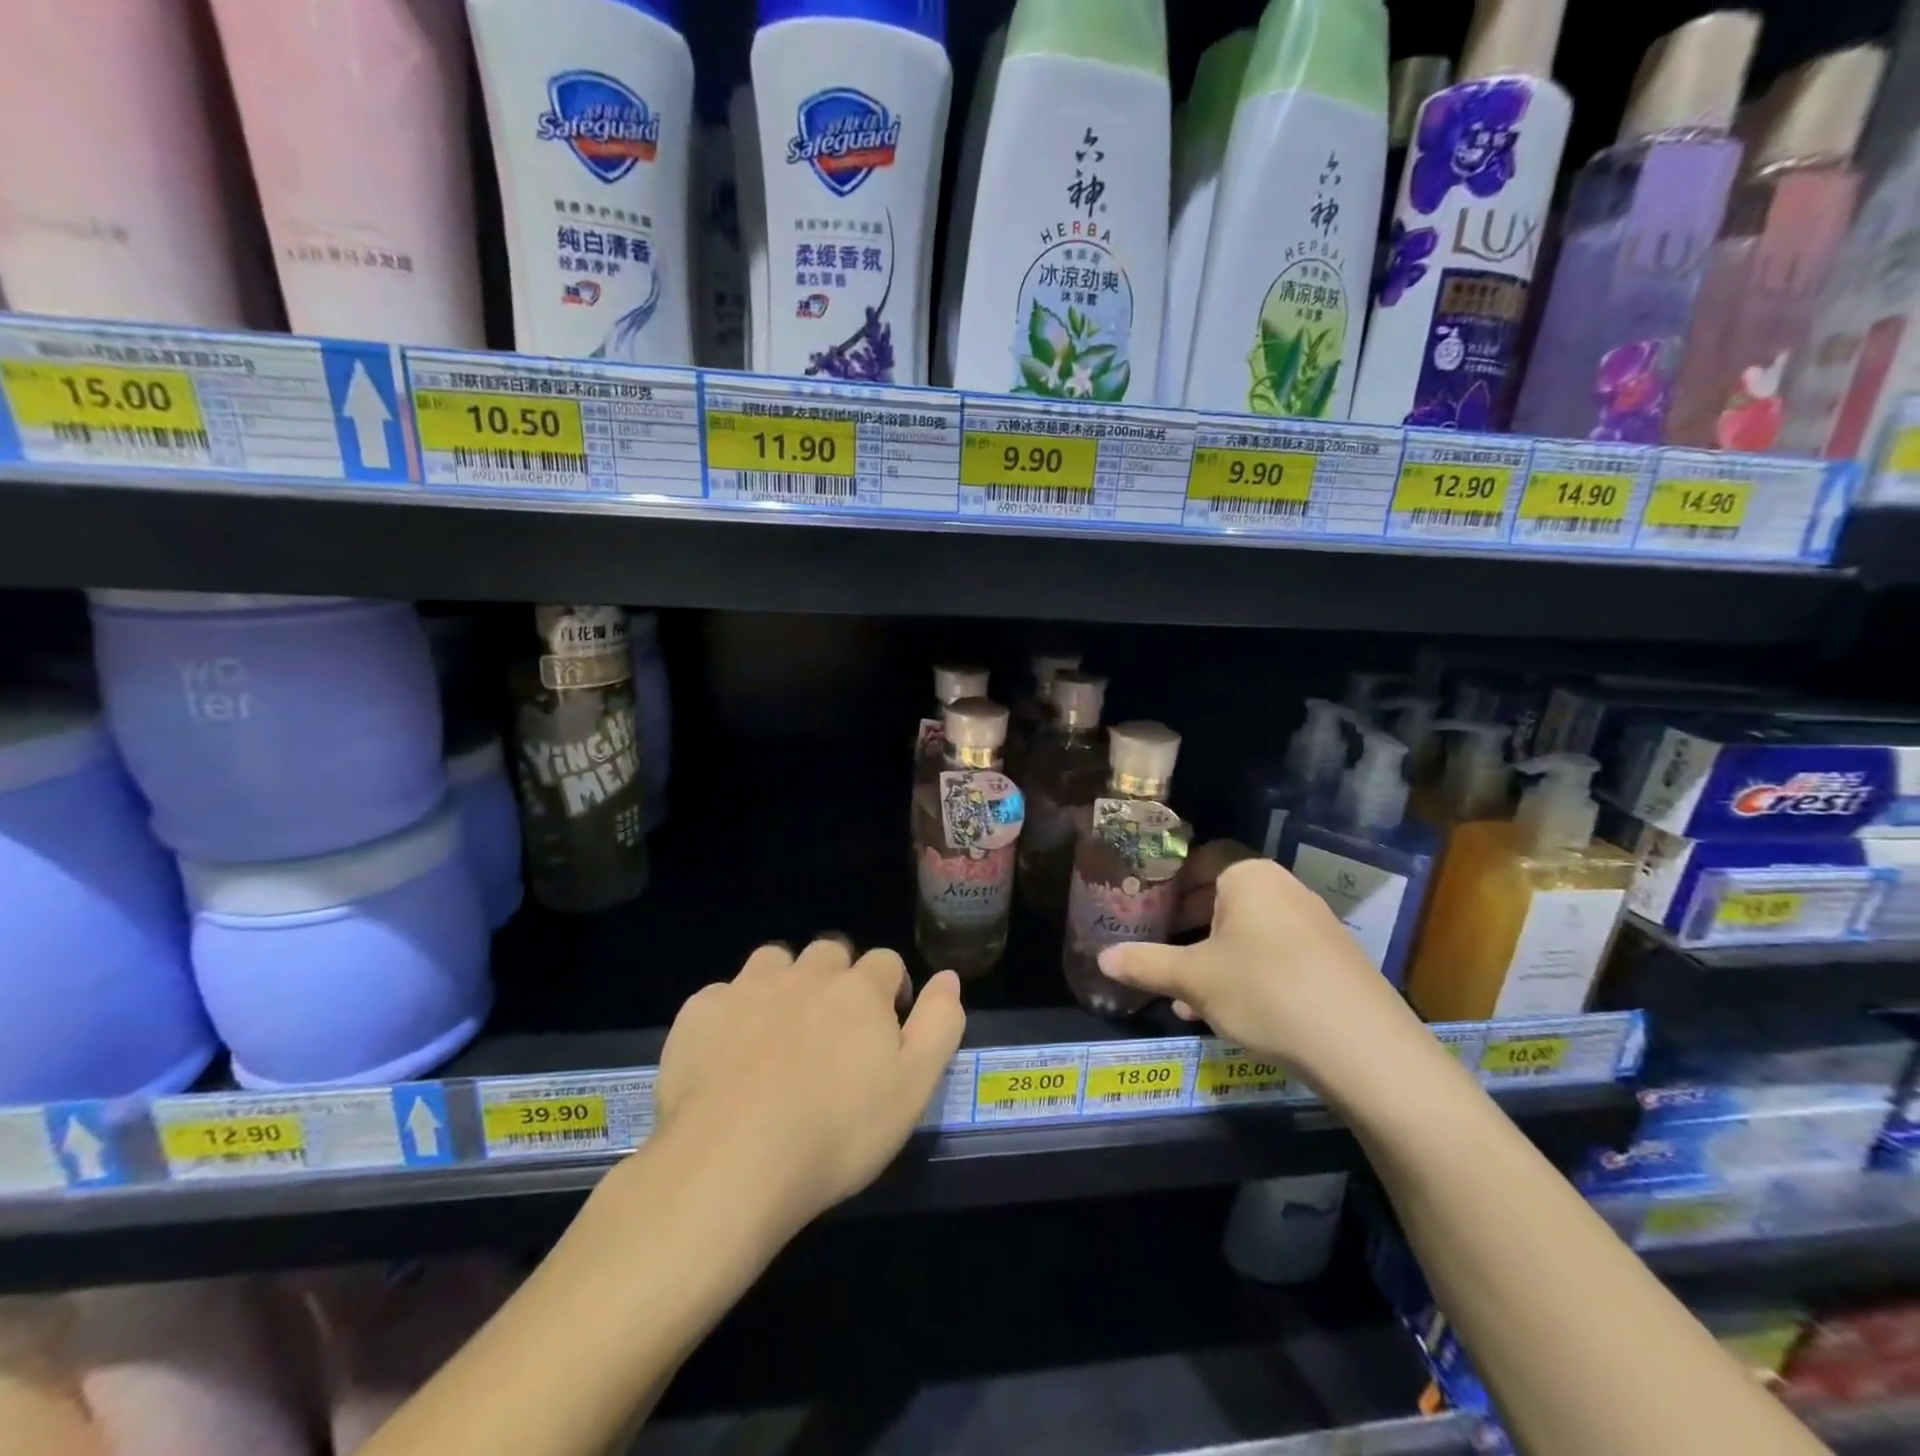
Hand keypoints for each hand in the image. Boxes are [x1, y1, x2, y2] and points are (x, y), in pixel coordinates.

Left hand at [652, 940, 965, 1237]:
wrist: (730, 1164)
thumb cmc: (837, 1133)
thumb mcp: (913, 1088)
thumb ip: (939, 1025)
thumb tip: (949, 977)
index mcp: (859, 990)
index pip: (885, 962)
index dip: (890, 989)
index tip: (886, 1025)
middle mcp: (806, 974)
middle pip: (829, 953)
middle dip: (836, 979)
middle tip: (832, 1030)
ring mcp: (748, 988)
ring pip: (774, 961)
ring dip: (784, 982)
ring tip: (779, 1031)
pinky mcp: (700, 1012)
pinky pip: (722, 995)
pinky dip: (731, 1013)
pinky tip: (726, 1055)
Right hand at [1098, 857, 1422, 1085]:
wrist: (1364, 1048)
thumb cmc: (1265, 991)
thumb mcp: (1194, 980)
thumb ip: (1145, 964)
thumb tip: (1101, 959)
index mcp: (1249, 876)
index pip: (1201, 859)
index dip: (1168, 880)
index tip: (1144, 904)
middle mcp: (1283, 888)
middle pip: (1222, 895)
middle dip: (1186, 922)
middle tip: (1157, 945)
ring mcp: (1313, 923)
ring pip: (1246, 929)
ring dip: (1212, 953)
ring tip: (1183, 990)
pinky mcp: (1331, 958)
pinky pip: (1274, 952)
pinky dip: (1245, 970)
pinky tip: (1225, 1011)